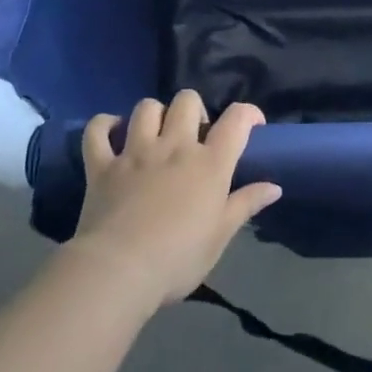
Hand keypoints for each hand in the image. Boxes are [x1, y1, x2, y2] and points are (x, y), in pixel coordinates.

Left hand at [70, 91, 281, 311]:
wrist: (118, 271)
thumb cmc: (177, 259)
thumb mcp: (220, 236)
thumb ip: (246, 204)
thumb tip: (274, 187)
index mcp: (209, 163)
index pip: (236, 119)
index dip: (248, 113)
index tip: (252, 125)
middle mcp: (174, 146)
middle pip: (187, 101)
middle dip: (194, 109)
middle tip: (194, 135)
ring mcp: (135, 151)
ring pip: (146, 108)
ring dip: (154, 114)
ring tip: (156, 134)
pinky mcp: (102, 165)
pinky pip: (97, 130)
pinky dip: (103, 125)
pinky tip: (111, 130)